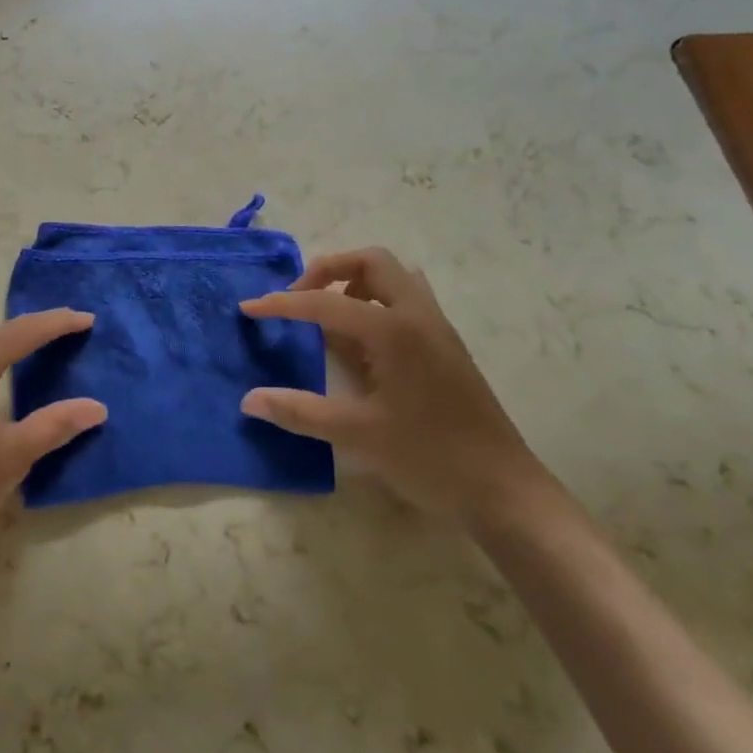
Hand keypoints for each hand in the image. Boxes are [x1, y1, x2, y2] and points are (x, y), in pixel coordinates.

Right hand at [240, 248, 540, 527]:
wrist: (504, 491)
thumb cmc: (430, 458)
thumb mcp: (357, 435)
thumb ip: (299, 412)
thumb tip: (248, 400)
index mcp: (395, 331)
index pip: (327, 302)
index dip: (283, 304)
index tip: (249, 309)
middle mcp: (418, 316)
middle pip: (371, 262)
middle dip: (328, 271)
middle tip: (299, 300)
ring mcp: (437, 328)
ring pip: (393, 277)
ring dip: (355, 283)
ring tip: (327, 317)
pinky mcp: (444, 345)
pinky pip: (405, 300)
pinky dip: (374, 302)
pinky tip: (359, 343)